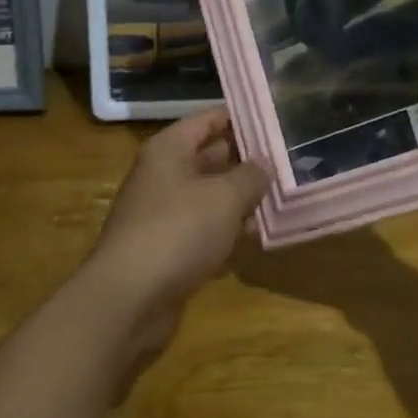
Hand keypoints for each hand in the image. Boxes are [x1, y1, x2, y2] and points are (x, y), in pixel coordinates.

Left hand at [82, 108, 269, 341]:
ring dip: (241, 200)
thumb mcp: (224, 197)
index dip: (241, 118)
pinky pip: (204, 231)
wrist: (128, 300)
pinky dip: (228, 232)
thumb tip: (264, 162)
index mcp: (169, 150)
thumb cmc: (177, 231)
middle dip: (247, 162)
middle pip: (210, 158)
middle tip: (289, 161)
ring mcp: (163, 214)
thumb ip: (250, 176)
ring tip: (283, 200)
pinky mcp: (167, 250)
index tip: (277, 120)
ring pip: (210, 197)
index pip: (208, 119)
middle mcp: (163, 176)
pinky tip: (258, 238)